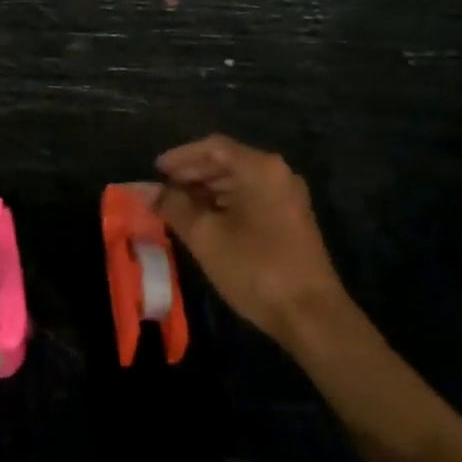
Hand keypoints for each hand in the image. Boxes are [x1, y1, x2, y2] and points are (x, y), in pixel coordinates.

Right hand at [154, 135, 350, 349]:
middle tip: (163, 188)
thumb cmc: (255, 267)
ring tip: (178, 205)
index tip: (155, 170)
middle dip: (192, 173)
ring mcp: (287, 197)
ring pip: (239, 180)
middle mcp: (277, 174)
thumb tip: (151, 192)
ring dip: (207, 189)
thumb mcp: (205, 236)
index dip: (180, 156)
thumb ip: (174, 207)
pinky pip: (251, 198)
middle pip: (227, 161)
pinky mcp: (291, 219)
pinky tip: (204, 220)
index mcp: (259, 168)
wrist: (311, 314)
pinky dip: (225, 203)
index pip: (213, 147)